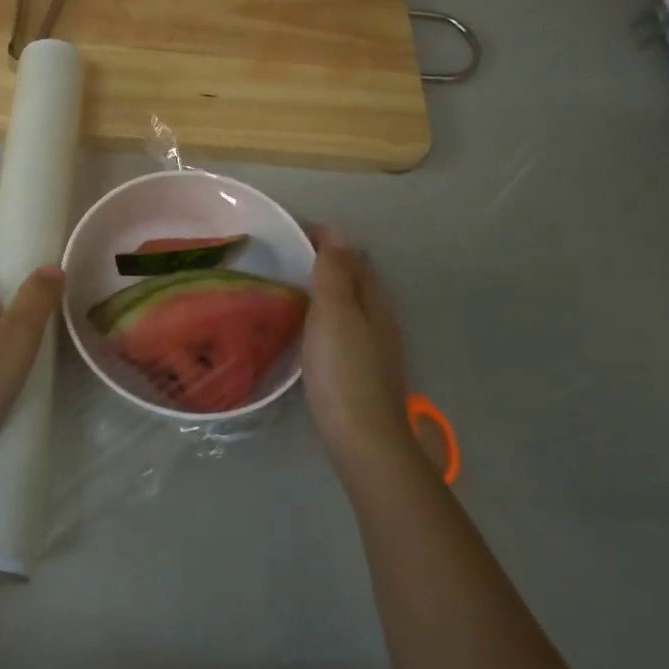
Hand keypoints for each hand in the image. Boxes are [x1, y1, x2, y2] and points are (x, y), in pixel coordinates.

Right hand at [302, 228, 411, 464]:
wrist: (363, 437)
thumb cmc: (344, 370)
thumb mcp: (334, 313)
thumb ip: (334, 272)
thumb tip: (337, 233)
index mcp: (374, 300)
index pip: (353, 256)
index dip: (327, 239)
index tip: (293, 231)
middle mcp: (380, 319)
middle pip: (356, 279)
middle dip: (328, 261)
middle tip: (288, 256)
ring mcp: (374, 347)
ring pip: (351, 305)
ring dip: (327, 289)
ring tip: (292, 287)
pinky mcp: (362, 371)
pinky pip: (344, 327)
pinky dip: (326, 316)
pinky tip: (307, 329)